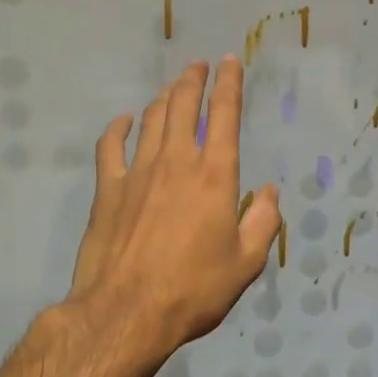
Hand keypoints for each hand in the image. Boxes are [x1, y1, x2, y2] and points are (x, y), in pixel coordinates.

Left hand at [66, 57, 281, 359]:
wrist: (126, 313)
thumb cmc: (193, 289)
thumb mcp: (246, 263)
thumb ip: (263, 222)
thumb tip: (270, 192)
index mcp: (215, 175)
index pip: (224, 115)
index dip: (229, 84)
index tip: (230, 62)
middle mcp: (177, 161)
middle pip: (183, 105)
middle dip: (193, 79)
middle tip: (198, 65)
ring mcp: (138, 172)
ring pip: (152, 119)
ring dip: (164, 97)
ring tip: (173, 87)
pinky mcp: (108, 189)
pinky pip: (110, 146)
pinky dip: (118, 127)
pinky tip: (124, 120)